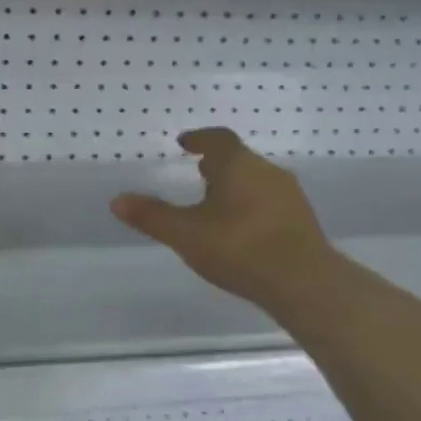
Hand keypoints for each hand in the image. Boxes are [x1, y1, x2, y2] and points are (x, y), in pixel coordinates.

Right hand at [111, 128, 338, 318]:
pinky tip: (241, 230)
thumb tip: (118, 200)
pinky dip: (251, 205)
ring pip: (256, 180)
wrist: (303, 281)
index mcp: (238, 165)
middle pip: (239, 159)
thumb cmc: (239, 248)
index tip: (185, 143)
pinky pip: (269, 201)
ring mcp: (289, 195)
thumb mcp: (186, 234)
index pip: (218, 139)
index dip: (200, 138)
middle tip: (198, 172)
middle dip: (218, 164)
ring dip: (235, 185)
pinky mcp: (301, 220)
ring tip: (216, 204)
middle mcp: (267, 171)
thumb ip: (152, 217)